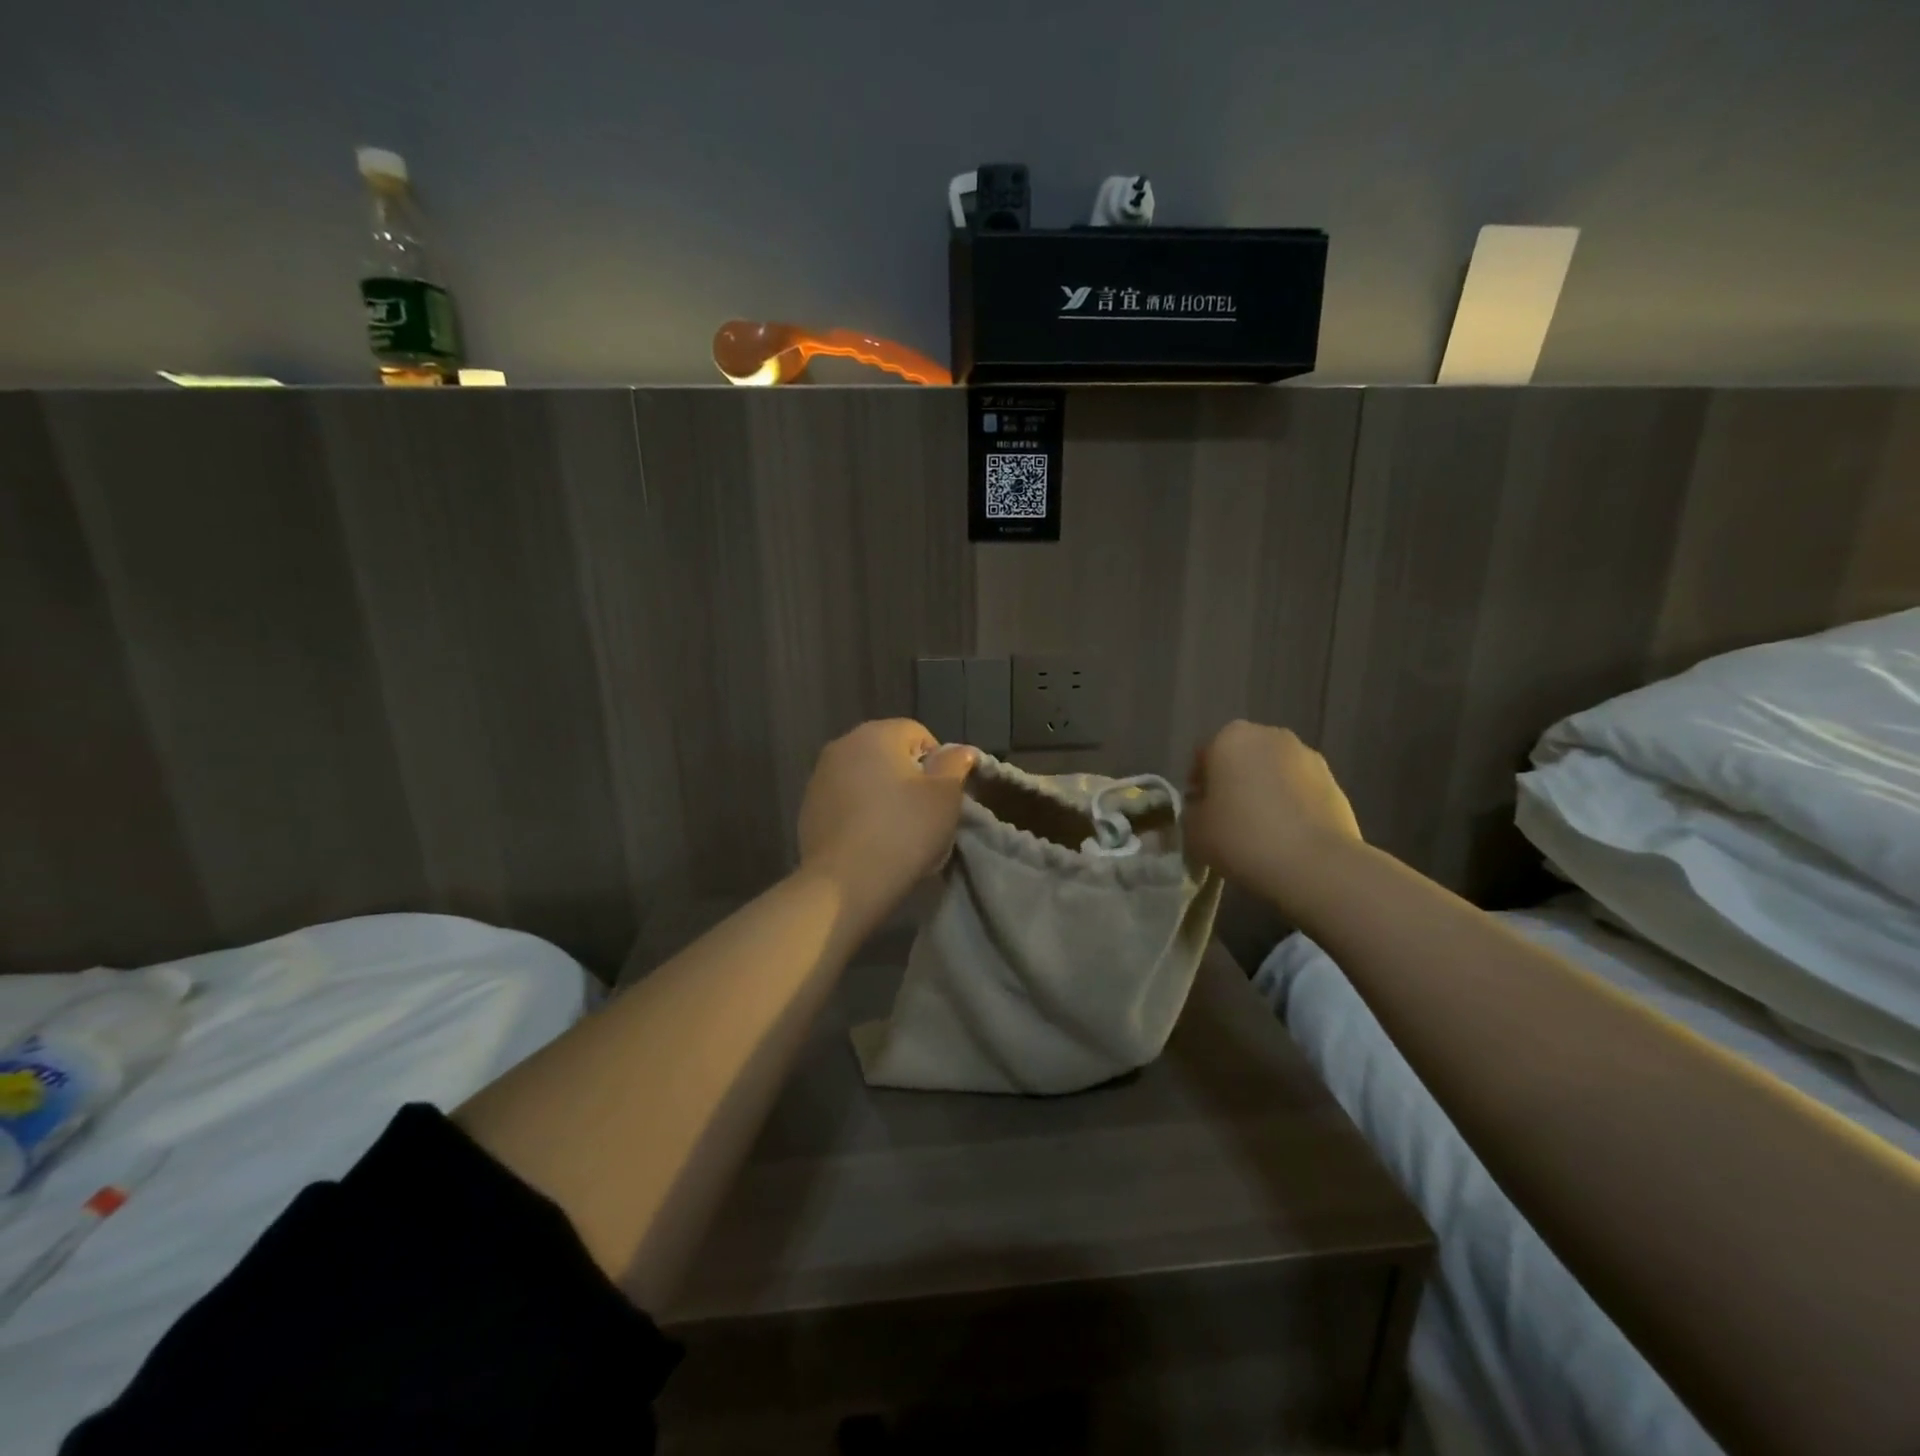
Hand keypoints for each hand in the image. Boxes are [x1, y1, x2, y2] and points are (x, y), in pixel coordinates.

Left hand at [797, 720, 976, 912]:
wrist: (845, 884)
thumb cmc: (903, 831)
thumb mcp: (945, 796)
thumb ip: (956, 764)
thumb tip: (961, 750)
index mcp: (876, 733)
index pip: (918, 734)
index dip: (938, 763)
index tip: (941, 796)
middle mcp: (842, 745)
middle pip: (889, 753)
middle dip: (908, 777)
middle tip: (922, 814)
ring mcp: (819, 776)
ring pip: (865, 777)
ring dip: (882, 794)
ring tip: (895, 831)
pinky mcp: (808, 807)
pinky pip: (845, 800)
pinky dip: (860, 812)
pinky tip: (869, 840)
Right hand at [1185, 721, 1361, 905]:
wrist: (1314, 864)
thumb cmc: (1241, 837)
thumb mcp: (1193, 829)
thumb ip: (1192, 810)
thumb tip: (1204, 806)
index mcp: (1231, 738)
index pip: (1204, 755)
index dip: (1198, 784)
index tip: (1200, 811)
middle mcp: (1270, 736)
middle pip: (1242, 757)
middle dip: (1234, 781)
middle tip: (1228, 818)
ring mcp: (1308, 757)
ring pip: (1273, 772)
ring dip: (1265, 791)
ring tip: (1261, 830)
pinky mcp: (1335, 782)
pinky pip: (1300, 790)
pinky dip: (1291, 805)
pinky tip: (1286, 836)